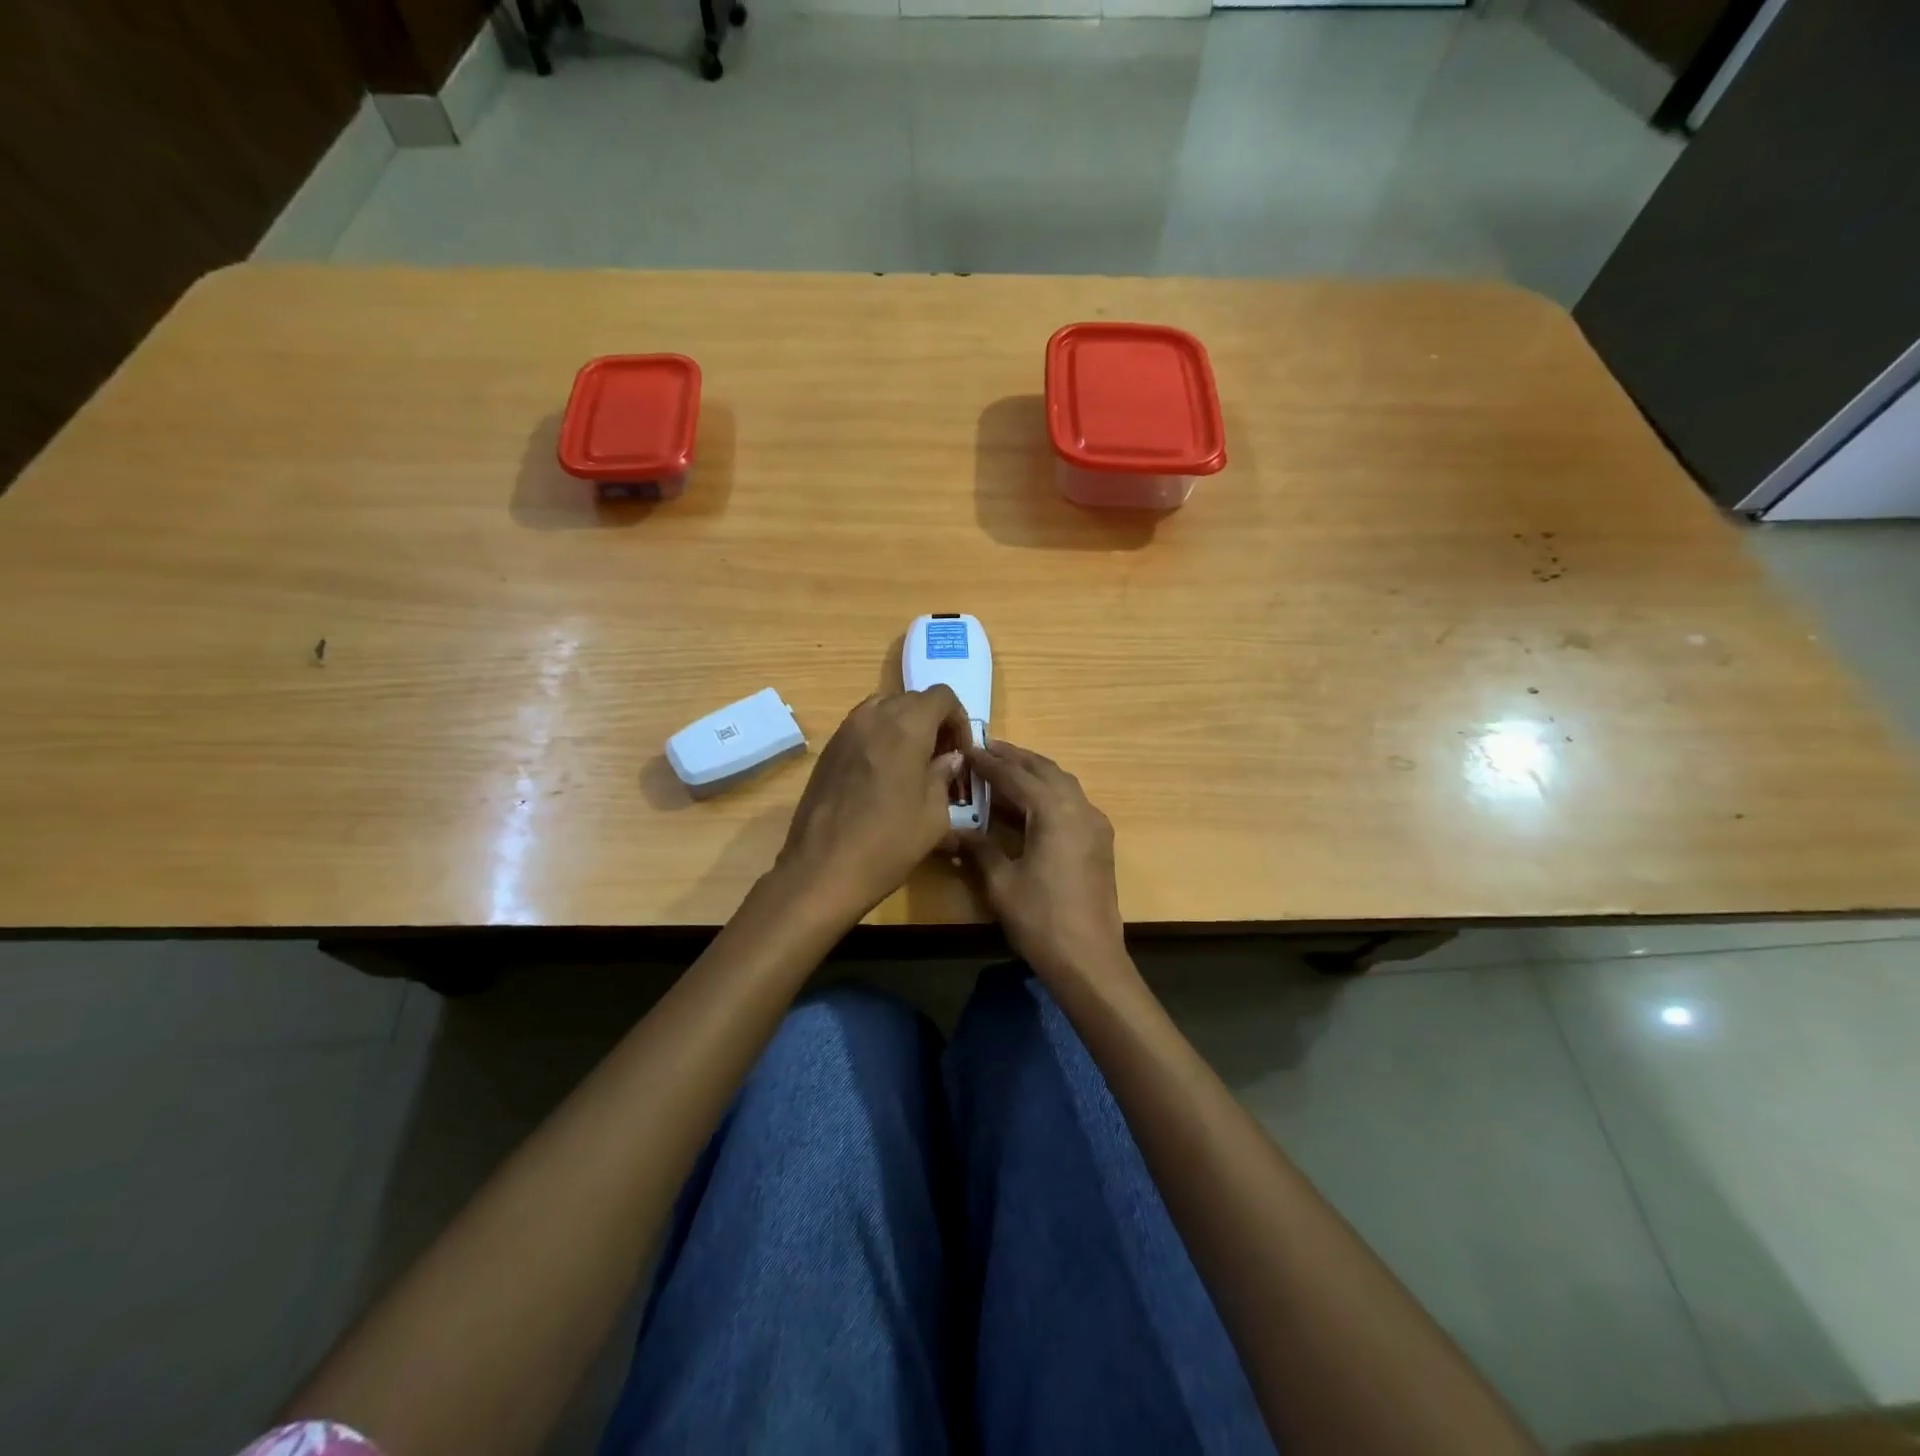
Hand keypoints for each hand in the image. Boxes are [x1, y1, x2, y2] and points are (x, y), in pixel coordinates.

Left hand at [775, 687, 970, 921]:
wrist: (822, 869)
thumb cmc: (888, 844)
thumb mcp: (934, 815)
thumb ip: (943, 776)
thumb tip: (948, 759)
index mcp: (906, 727)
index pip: (941, 696)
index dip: (959, 719)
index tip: (960, 751)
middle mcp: (873, 717)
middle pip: (912, 699)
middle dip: (933, 722)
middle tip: (941, 759)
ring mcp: (845, 731)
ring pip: (884, 709)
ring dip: (904, 726)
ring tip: (912, 763)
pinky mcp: (828, 749)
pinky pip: (862, 727)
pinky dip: (880, 736)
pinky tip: (883, 774)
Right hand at [961, 741, 1128, 984]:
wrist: (1089, 959)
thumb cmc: (1040, 919)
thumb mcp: (1001, 882)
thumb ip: (979, 848)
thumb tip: (954, 831)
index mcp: (1055, 811)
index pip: (1016, 776)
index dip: (990, 763)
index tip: (968, 750)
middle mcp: (1080, 807)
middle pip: (1045, 770)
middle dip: (1016, 758)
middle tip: (987, 749)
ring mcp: (1095, 824)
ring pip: (1063, 783)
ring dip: (1035, 772)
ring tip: (1006, 768)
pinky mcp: (1100, 841)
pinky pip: (1072, 801)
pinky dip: (1049, 791)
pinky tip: (1031, 802)